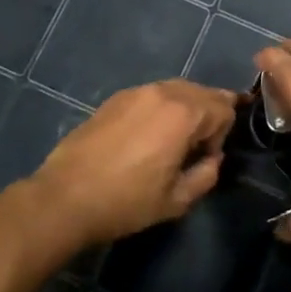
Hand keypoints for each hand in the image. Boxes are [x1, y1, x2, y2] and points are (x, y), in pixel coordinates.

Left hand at [27, 80, 238, 249]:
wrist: (66, 197)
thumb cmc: (126, 202)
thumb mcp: (176, 200)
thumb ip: (206, 175)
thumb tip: (212, 159)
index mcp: (183, 114)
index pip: (224, 108)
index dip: (223, 134)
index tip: (205, 159)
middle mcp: (162, 93)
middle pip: (202, 92)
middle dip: (209, 115)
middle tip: (197, 147)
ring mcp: (136, 92)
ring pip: (176, 89)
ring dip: (186, 109)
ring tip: (174, 140)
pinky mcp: (115, 99)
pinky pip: (152, 95)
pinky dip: (161, 108)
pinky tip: (148, 135)